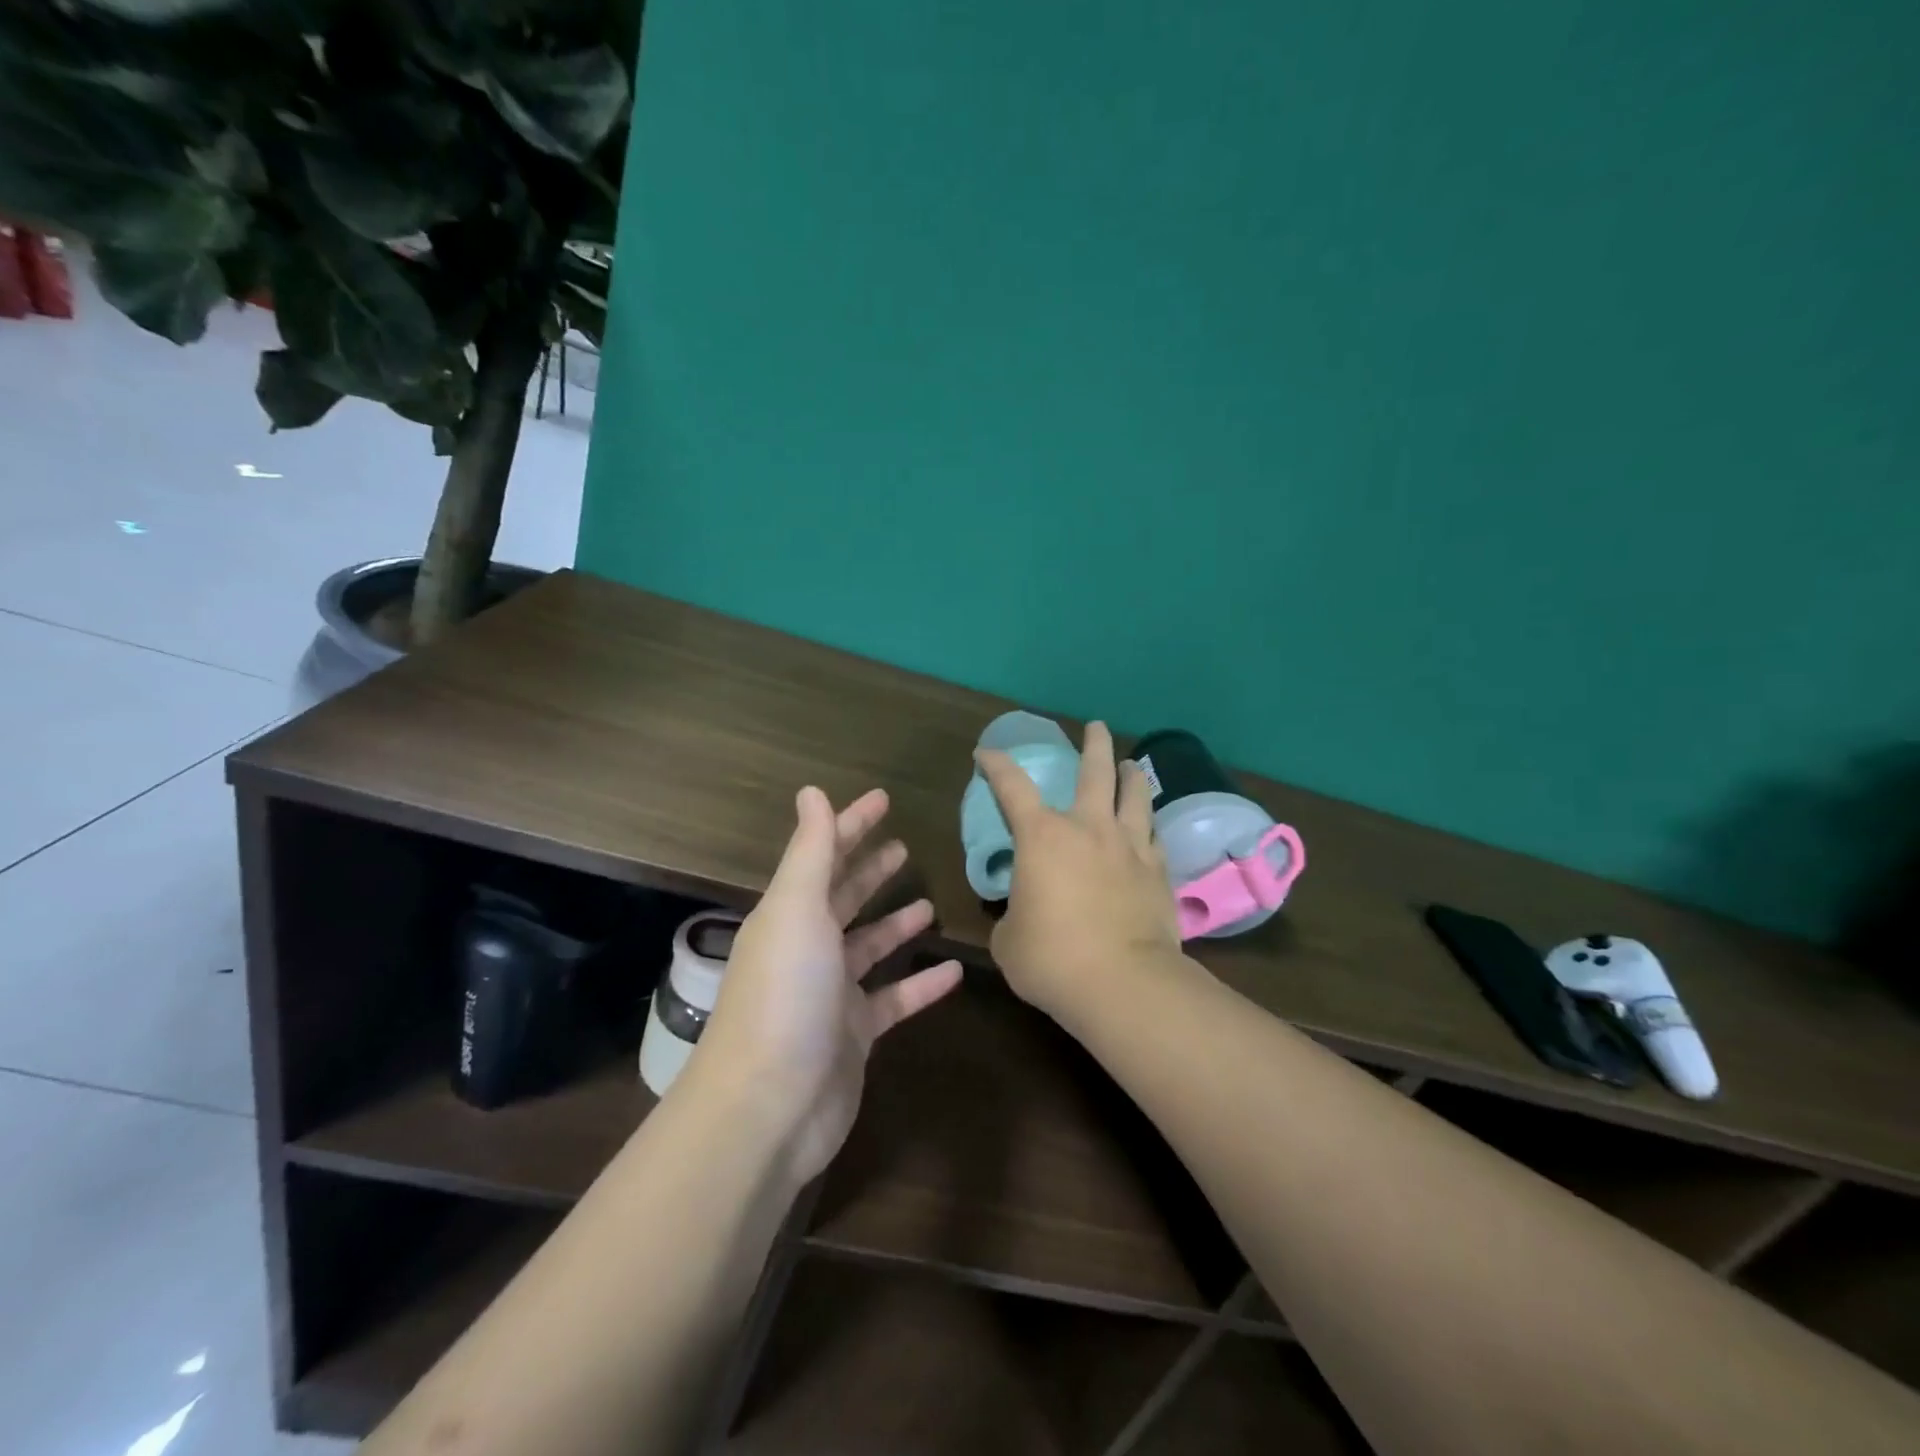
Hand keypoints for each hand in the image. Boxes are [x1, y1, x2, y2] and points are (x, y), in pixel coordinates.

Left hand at [686, 787, 962, 1184]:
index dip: (850, 825)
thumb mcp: (796, 910)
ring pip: (869, 947)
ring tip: (930, 904)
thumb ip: (810, 851)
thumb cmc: (784, 995)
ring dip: (896, 925)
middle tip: (904, 847)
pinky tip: (955, 970)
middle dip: (870, 870)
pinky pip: (895, 999)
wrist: (767, 1108)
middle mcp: (808, 948)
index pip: (823, 855)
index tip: (883, 799)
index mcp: (790, 914)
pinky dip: (922, 985)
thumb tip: (812, 791)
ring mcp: (831, 994)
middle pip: (843, 898)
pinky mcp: (855, 1035)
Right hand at [975, 722, 1183, 1021]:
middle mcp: (1088, 829)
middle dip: (1093, 744)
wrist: (1123, 984)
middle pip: (1094, 771)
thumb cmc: (1051, 959)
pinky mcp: (1158, 872)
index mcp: (1042, 837)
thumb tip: (1024, 913)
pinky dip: (1148, 825)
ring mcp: (1130, 847)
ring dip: (1131, 775)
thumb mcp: (1009, 939)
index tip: (986, 754)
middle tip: (1096, 727)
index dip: (996, 765)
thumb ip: (1013, 915)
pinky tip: (1149, 827)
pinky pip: (1154, 836)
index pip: (1012, 786)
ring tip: (1130, 766)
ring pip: (1135, 795)